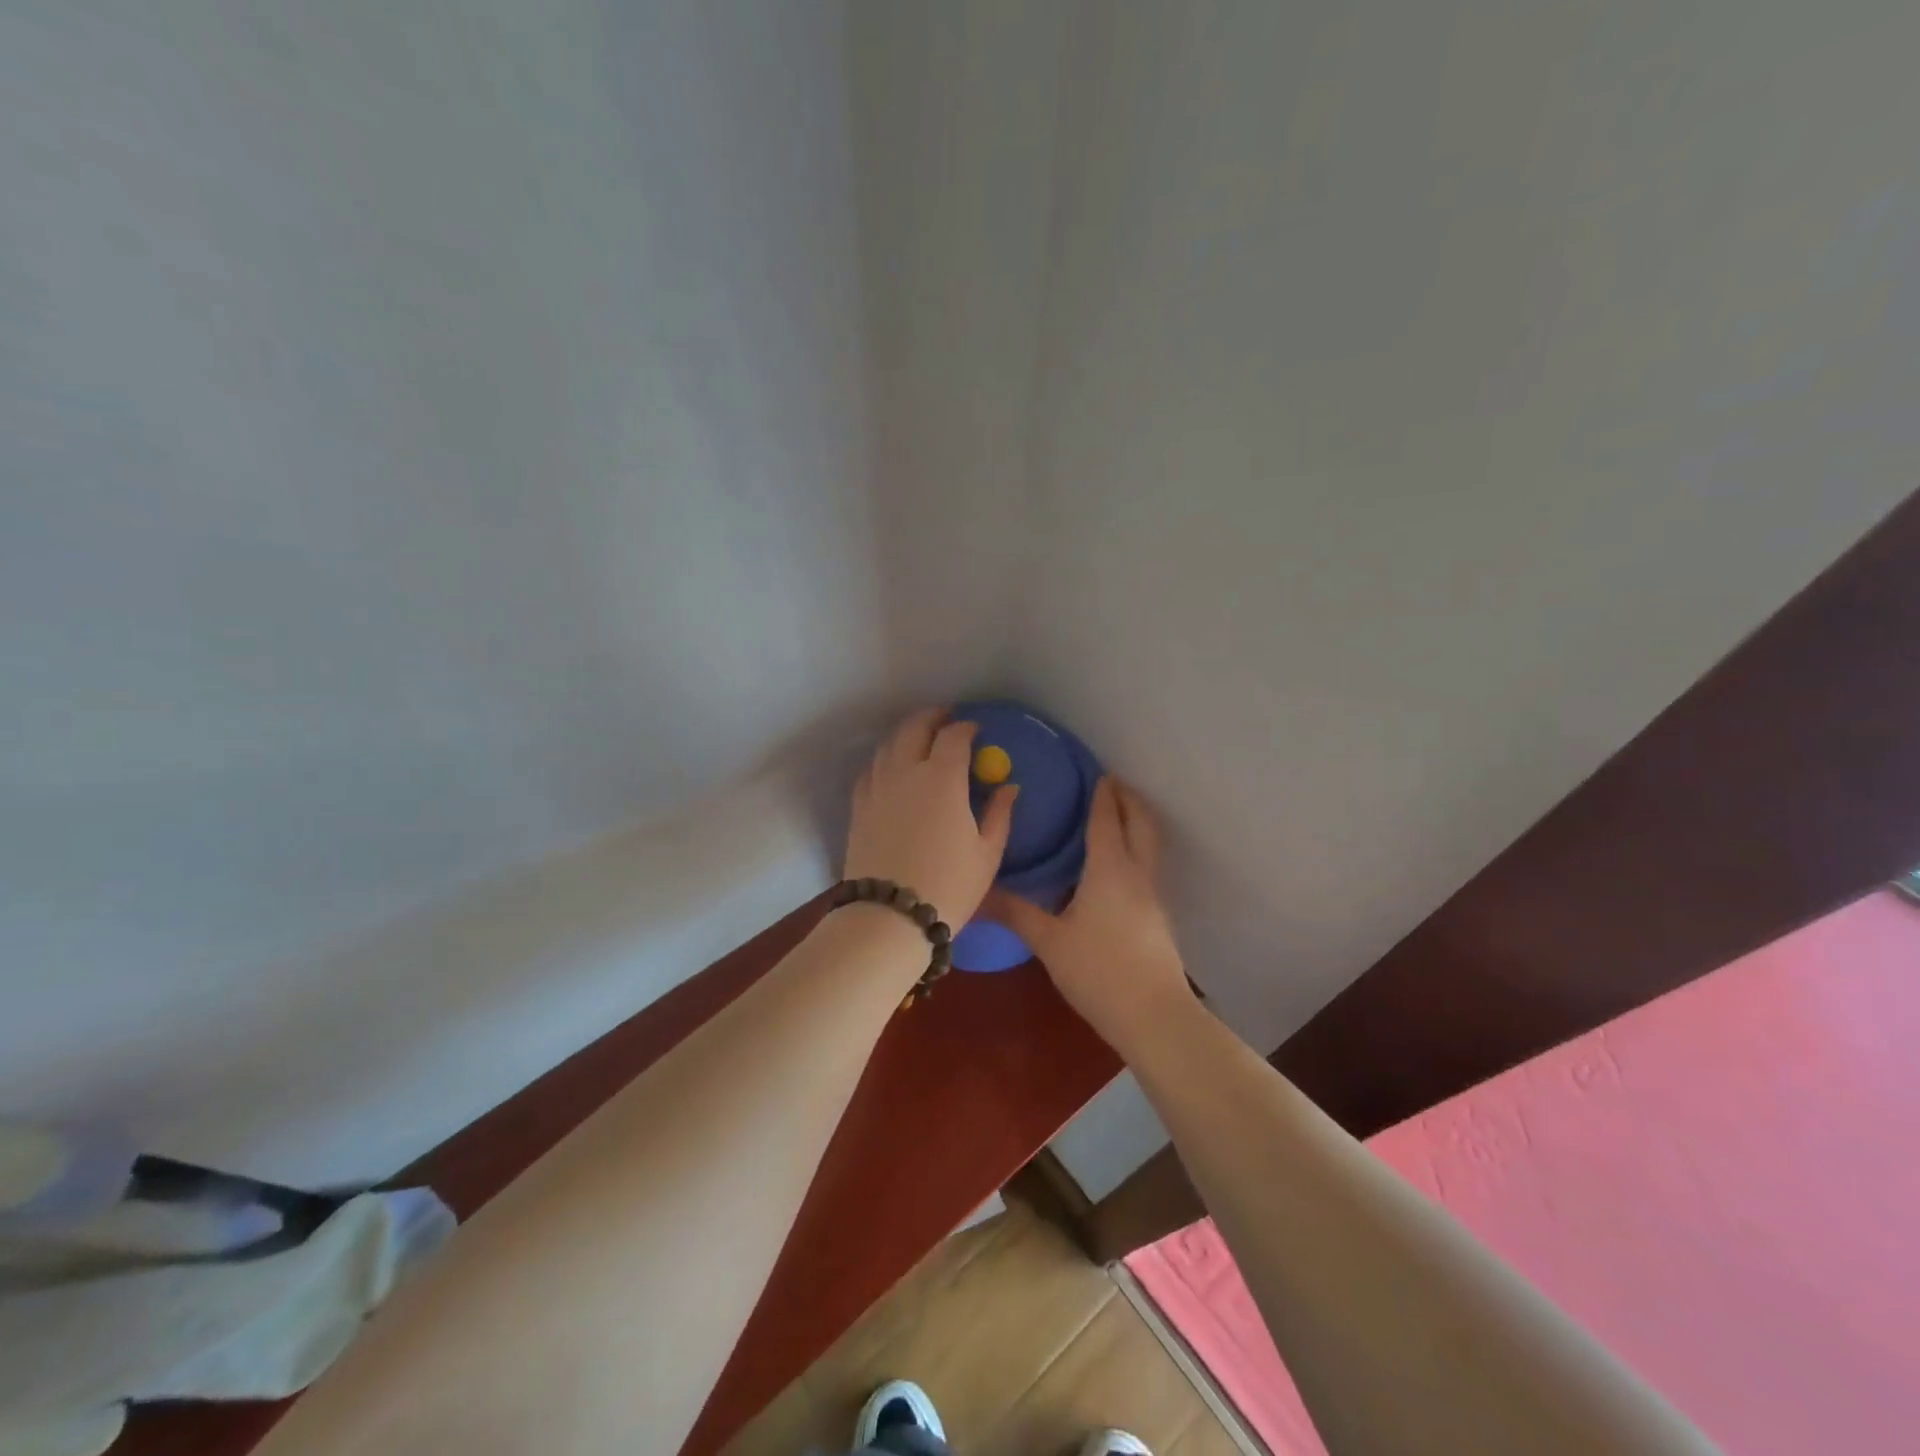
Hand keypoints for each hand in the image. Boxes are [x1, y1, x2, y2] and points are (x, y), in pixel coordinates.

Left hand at [845, 708, 1018, 927]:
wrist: (890, 917)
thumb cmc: (949, 886)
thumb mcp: (987, 854)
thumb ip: (1000, 814)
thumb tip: (1010, 787)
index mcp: (943, 779)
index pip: (954, 737)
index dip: (966, 728)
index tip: (976, 730)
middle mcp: (906, 773)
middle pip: (915, 728)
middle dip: (932, 717)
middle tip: (945, 718)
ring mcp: (878, 788)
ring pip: (889, 745)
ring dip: (906, 734)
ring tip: (919, 738)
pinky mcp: (859, 807)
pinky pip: (870, 770)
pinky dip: (884, 760)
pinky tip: (891, 768)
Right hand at [987, 777, 1191, 1050]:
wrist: (1154, 1015)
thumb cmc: (1099, 970)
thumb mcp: (1049, 941)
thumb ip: (1015, 912)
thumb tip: (978, 892)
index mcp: (1109, 868)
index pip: (1106, 819)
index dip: (1102, 794)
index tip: (1097, 773)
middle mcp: (1136, 873)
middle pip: (1140, 822)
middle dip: (1128, 799)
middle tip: (1111, 784)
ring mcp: (1152, 895)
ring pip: (1149, 844)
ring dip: (1136, 822)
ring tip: (1115, 816)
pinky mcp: (1158, 916)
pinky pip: (1148, 867)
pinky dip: (1137, 849)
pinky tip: (1116, 868)